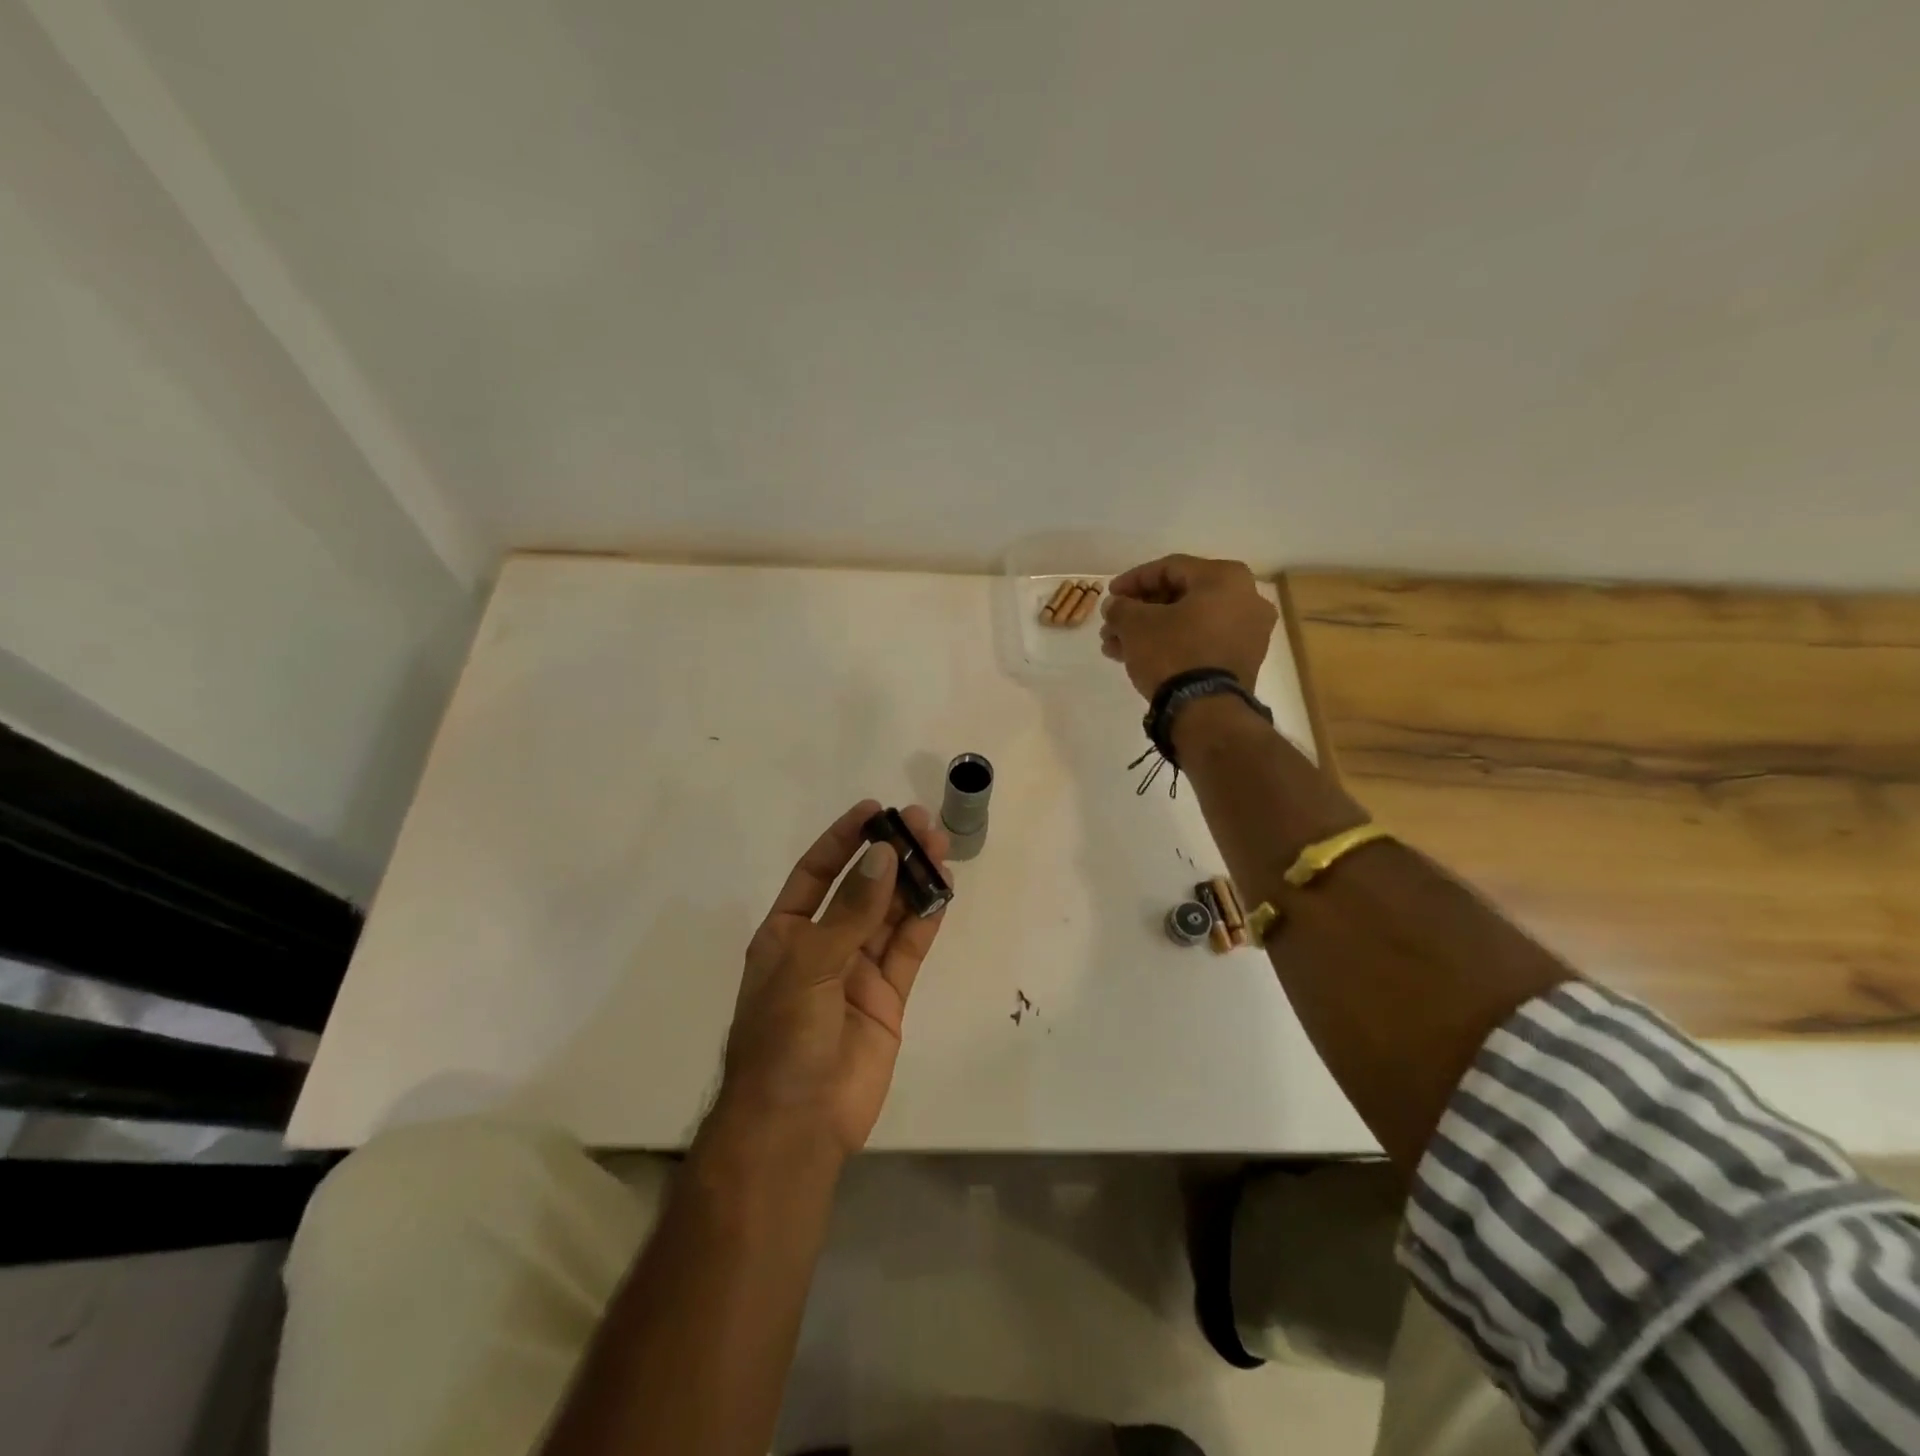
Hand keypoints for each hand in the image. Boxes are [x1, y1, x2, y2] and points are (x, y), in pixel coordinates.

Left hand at [719, 800, 948, 1159]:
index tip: (875, 810)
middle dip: (889, 855)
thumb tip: (884, 855)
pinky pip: (908, 950)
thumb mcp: (808, 964)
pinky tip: (942, 892)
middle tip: (921, 822)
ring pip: (890, 915)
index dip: (843, 839)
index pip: (817, 872)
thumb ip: (850, 911)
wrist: (796, 1125)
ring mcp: (857, 972)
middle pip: (862, 888)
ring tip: (939, 846)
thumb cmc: (783, 1038)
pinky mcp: (888, 998)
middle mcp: (823, 945)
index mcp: (787, 934)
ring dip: (913, 882)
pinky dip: (925, 921)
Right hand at [1099, 554, 1277, 698]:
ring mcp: (1249, 632)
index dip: (1132, 581)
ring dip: (1150, 631)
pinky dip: (1172, 644)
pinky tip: (1139, 658)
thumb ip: (1121, 607)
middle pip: (1180, 596)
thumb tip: (1116, 605)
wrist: (1206, 711)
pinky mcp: (1243, 661)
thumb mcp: (1135, 625)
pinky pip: (1201, 642)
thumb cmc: (1172, 653)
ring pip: (1188, 622)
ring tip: (1116, 647)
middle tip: (1112, 625)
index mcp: (1225, 577)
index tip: (1109, 596)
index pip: (1169, 568)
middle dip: (1140, 612)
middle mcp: (1246, 598)